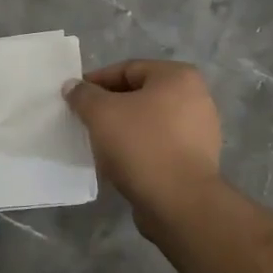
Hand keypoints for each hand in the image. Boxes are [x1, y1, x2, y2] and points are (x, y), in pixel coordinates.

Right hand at [64, 60, 223, 229]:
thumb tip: (73, 86)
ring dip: (122, 129)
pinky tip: (119, 162)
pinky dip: (138, 149)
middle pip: (140, 95)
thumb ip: (83, 95)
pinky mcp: (197, 160)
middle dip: (109, 107)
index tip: (75, 97)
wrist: (179, 202)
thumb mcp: (101, 113)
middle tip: (84, 120)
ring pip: (149, 122)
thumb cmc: (141, 145)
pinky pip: (159, 145)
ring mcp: (200, 131)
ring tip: (98, 143)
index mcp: (178, 77)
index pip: (127, 69)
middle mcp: (196, 98)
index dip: (96, 81)